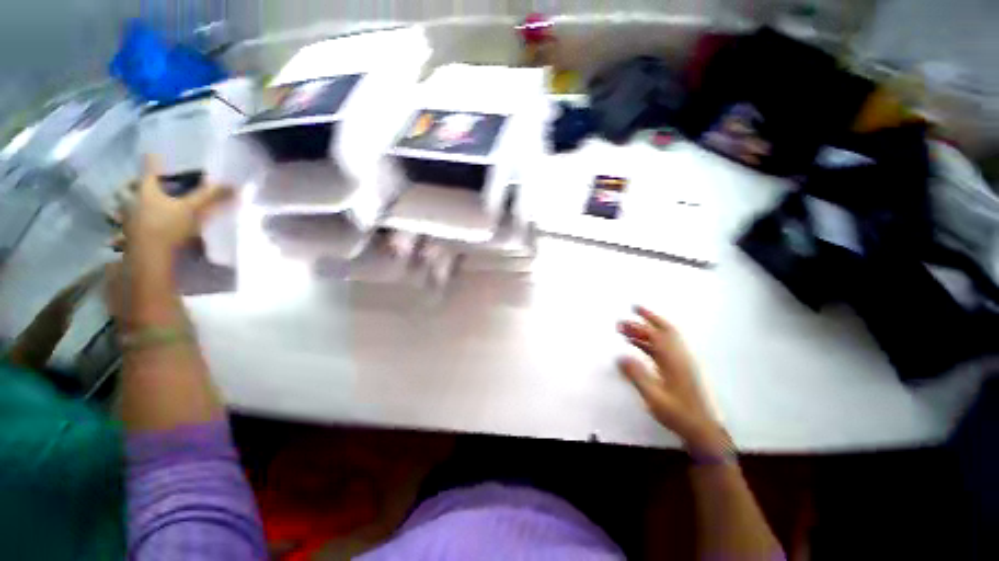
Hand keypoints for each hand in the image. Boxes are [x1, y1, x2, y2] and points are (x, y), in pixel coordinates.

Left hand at [121, 155, 229, 254]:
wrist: (149, 259)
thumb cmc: (166, 227)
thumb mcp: (192, 209)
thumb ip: (210, 196)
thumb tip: (233, 184)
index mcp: (145, 189)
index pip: (150, 167)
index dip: (155, 159)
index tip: (158, 153)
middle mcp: (134, 200)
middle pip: (143, 186)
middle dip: (153, 184)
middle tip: (166, 182)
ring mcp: (132, 218)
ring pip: (141, 204)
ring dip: (151, 203)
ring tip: (166, 204)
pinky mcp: (136, 234)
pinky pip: (144, 221)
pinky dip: (152, 219)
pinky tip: (163, 225)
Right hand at [618, 306, 727, 455]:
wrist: (700, 429)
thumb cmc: (677, 413)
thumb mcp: (653, 397)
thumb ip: (637, 376)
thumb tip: (620, 357)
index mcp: (673, 361)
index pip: (657, 335)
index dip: (642, 323)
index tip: (629, 313)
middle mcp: (679, 357)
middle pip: (665, 330)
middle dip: (650, 317)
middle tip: (634, 308)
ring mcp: (680, 362)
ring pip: (664, 339)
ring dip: (647, 330)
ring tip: (628, 328)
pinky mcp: (679, 369)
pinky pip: (663, 348)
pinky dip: (650, 341)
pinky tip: (637, 344)